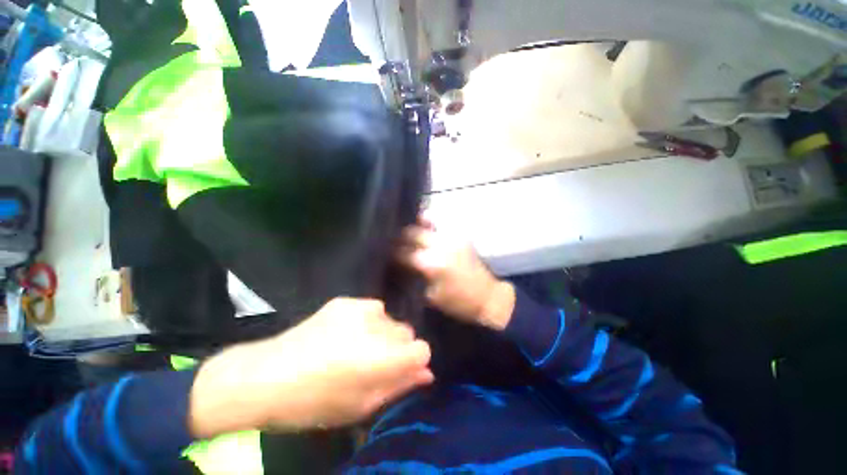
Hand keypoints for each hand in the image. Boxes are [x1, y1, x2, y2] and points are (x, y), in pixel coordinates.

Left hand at [189, 298, 433, 437]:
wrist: (267, 376)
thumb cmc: (315, 403)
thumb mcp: (362, 405)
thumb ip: (399, 385)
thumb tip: (427, 373)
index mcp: (382, 358)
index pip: (422, 349)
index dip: (415, 361)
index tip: (402, 369)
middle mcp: (377, 326)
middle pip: (407, 331)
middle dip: (398, 347)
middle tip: (374, 362)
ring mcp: (360, 308)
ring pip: (390, 319)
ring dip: (383, 333)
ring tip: (357, 346)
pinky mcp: (345, 300)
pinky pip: (372, 308)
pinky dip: (367, 321)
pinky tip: (346, 333)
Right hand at [397, 221, 515, 329]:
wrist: (489, 297)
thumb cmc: (459, 303)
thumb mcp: (431, 296)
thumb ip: (414, 278)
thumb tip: (400, 266)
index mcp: (433, 263)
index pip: (404, 253)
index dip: (392, 253)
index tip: (383, 253)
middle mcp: (441, 245)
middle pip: (412, 233)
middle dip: (400, 238)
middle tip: (391, 242)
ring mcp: (452, 237)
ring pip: (426, 223)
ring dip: (413, 227)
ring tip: (404, 232)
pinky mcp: (461, 235)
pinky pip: (440, 225)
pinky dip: (428, 225)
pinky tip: (422, 228)